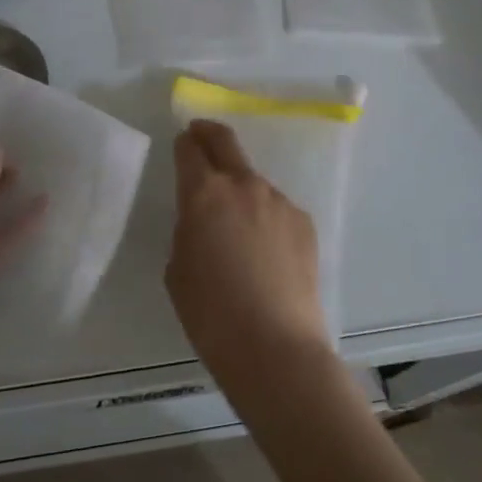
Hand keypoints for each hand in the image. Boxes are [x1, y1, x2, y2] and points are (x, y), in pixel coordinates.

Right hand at [166, 121, 333, 398]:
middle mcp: (243, 185)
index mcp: (204, 193)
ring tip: (236, 226)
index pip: (189, 150)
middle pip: (225, 142)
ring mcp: (279, 201)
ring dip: (239, 189)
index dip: (183, 144)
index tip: (181, 144)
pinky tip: (264, 253)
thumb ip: (188, 231)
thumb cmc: (211, 313)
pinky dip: (265, 218)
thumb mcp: (178, 269)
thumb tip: (203, 222)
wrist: (275, 347)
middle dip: (209, 134)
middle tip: (200, 136)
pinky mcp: (303, 223)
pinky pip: (275, 209)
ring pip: (253, 181)